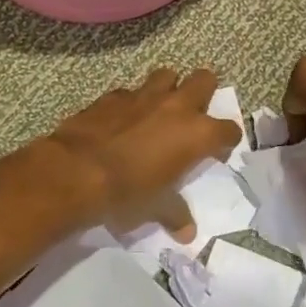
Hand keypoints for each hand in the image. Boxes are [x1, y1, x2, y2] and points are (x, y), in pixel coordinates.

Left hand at [46, 68, 240, 241]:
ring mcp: (144, 95)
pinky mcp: (114, 95)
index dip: (227, 140)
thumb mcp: (156, 209)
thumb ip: (175, 213)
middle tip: (195, 114)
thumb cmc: (127, 192)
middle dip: (204, 91)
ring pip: (167, 75)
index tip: (218, 151)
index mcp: (196, 133)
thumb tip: (187, 232)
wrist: (77, 172)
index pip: (228, 129)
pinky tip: (123, 119)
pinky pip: (130, 92)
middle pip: (204, 79)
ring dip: (168, 88)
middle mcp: (176, 106)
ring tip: (160, 109)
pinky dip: (132, 103)